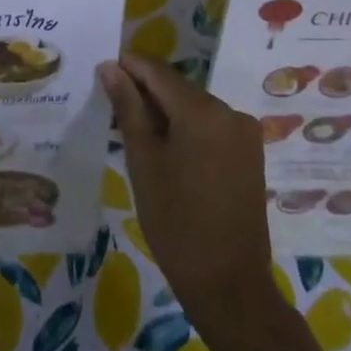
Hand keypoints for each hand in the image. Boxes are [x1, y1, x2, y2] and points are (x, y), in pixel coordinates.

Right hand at [98, 54, 278, 328]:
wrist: (228, 283)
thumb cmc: (175, 221)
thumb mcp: (143, 161)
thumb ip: (128, 108)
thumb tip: (110, 67)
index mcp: (203, 110)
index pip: (157, 71)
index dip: (128, 67)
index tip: (101, 72)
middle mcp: (229, 111)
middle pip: (177, 87)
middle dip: (144, 92)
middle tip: (111, 109)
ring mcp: (244, 133)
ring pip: (193, 107)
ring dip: (164, 112)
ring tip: (132, 132)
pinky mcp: (249, 153)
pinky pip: (209, 126)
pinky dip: (185, 129)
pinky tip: (164, 150)